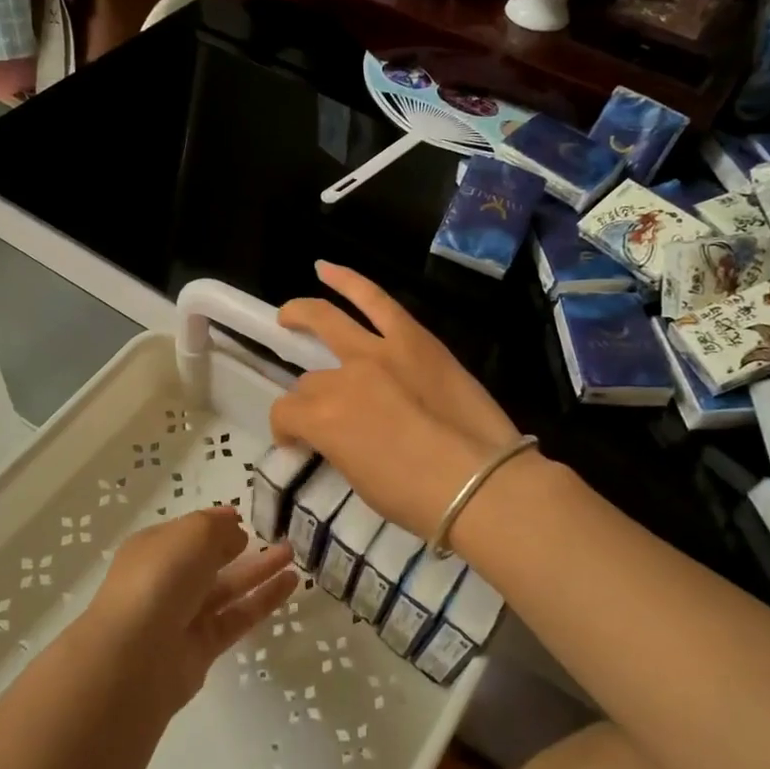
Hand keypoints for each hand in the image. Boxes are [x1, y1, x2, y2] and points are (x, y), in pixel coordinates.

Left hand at [88, 508, 297, 706]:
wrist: (135, 656)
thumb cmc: (160, 578)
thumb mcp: (193, 533)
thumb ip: (218, 527)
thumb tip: (235, 531)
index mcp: (154, 548)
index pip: (188, 532)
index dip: (216, 524)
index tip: (246, 518)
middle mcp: (166, 581)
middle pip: (208, 560)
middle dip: (241, 547)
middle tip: (278, 536)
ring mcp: (183, 616)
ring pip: (227, 588)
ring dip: (259, 571)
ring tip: (292, 555)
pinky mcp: (202, 648)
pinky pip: (237, 617)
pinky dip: (263, 600)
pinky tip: (290, 583)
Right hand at [271, 262, 521, 539]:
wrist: (482, 483)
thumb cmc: (419, 499)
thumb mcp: (359, 480)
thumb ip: (336, 447)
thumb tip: (332, 435)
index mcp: (323, 421)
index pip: (287, 414)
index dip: (287, 430)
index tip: (299, 444)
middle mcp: (342, 378)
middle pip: (309, 379)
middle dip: (303, 394)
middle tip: (299, 400)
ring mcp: (379, 352)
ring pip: (329, 322)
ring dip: (303, 314)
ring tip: (290, 315)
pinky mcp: (413, 338)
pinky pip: (375, 299)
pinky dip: (348, 280)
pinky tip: (325, 269)